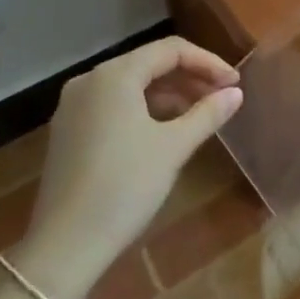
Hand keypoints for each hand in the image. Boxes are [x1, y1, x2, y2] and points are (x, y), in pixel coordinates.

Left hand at [15, 37, 242, 298]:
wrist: (64, 248)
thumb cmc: (124, 188)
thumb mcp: (173, 148)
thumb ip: (207, 114)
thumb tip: (236, 92)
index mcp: (115, 75)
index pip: (170, 50)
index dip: (207, 62)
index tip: (234, 83)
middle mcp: (90, 79)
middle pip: (149, 63)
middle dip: (189, 77)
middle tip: (221, 97)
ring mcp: (74, 105)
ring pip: (131, 85)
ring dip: (168, 93)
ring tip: (200, 114)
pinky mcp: (68, 130)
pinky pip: (114, 104)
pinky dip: (143, 109)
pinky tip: (165, 129)